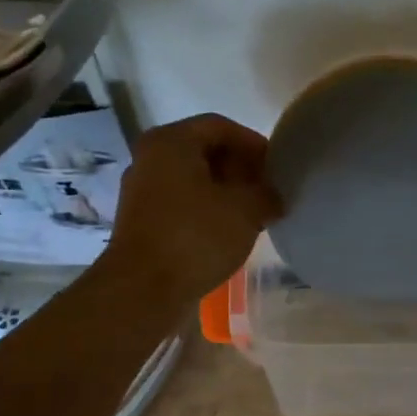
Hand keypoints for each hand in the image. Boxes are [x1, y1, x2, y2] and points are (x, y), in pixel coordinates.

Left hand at [102, 114, 283, 309]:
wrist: (143, 289)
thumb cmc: (195, 237)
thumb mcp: (245, 210)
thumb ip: (266, 194)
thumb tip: (272, 196)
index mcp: (171, 142)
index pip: (220, 126)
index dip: (253, 143)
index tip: (276, 167)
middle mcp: (149, 158)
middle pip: (203, 151)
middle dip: (239, 168)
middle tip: (267, 190)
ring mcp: (141, 191)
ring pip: (191, 179)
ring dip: (224, 192)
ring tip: (252, 213)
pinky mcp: (141, 221)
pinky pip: (180, 203)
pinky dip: (205, 210)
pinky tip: (226, 232)